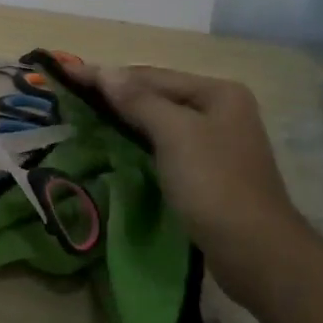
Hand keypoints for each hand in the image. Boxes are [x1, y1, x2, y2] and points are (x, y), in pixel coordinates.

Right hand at [89, 65, 309, 303]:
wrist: (255, 252)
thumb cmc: (214, 184)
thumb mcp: (174, 134)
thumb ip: (139, 100)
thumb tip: (104, 70)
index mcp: (218, 92)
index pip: (153, 75)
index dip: (109, 75)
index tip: (67, 74)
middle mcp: (221, 110)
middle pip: (159, 95)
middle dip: (117, 94)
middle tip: (72, 94)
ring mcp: (217, 142)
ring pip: (161, 121)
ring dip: (126, 118)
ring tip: (86, 115)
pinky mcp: (208, 172)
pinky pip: (166, 146)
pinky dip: (140, 142)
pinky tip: (117, 144)